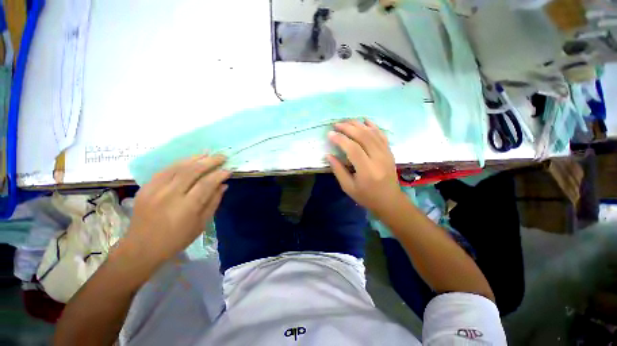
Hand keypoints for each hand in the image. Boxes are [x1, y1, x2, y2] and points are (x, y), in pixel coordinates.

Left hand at [122, 154, 230, 267]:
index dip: (219, 174)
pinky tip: (188, 160)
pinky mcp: (145, 188)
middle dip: (209, 161)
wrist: (141, 247)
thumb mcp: (201, 224)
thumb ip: (213, 202)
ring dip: (194, 158)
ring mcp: (155, 190)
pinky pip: (164, 170)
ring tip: (207, 153)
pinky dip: (179, 163)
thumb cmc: (177, 239)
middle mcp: (170, 195)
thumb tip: (223, 185)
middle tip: (221, 156)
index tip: (228, 169)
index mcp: (186, 208)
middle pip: (192, 171)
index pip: (206, 184)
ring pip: (177, 167)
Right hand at [327, 120, 402, 214]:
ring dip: (358, 125)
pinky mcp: (389, 152)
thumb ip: (338, 170)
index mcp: (367, 170)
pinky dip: (373, 126)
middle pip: (363, 137)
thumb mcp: (348, 187)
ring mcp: (386, 153)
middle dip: (348, 128)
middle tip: (336, 124)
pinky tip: (365, 120)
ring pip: (372, 133)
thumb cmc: (366, 196)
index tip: (330, 134)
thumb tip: (328, 155)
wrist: (389, 200)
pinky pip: (382, 135)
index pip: (353, 149)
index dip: (340, 139)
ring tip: (346, 121)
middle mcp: (378, 159)